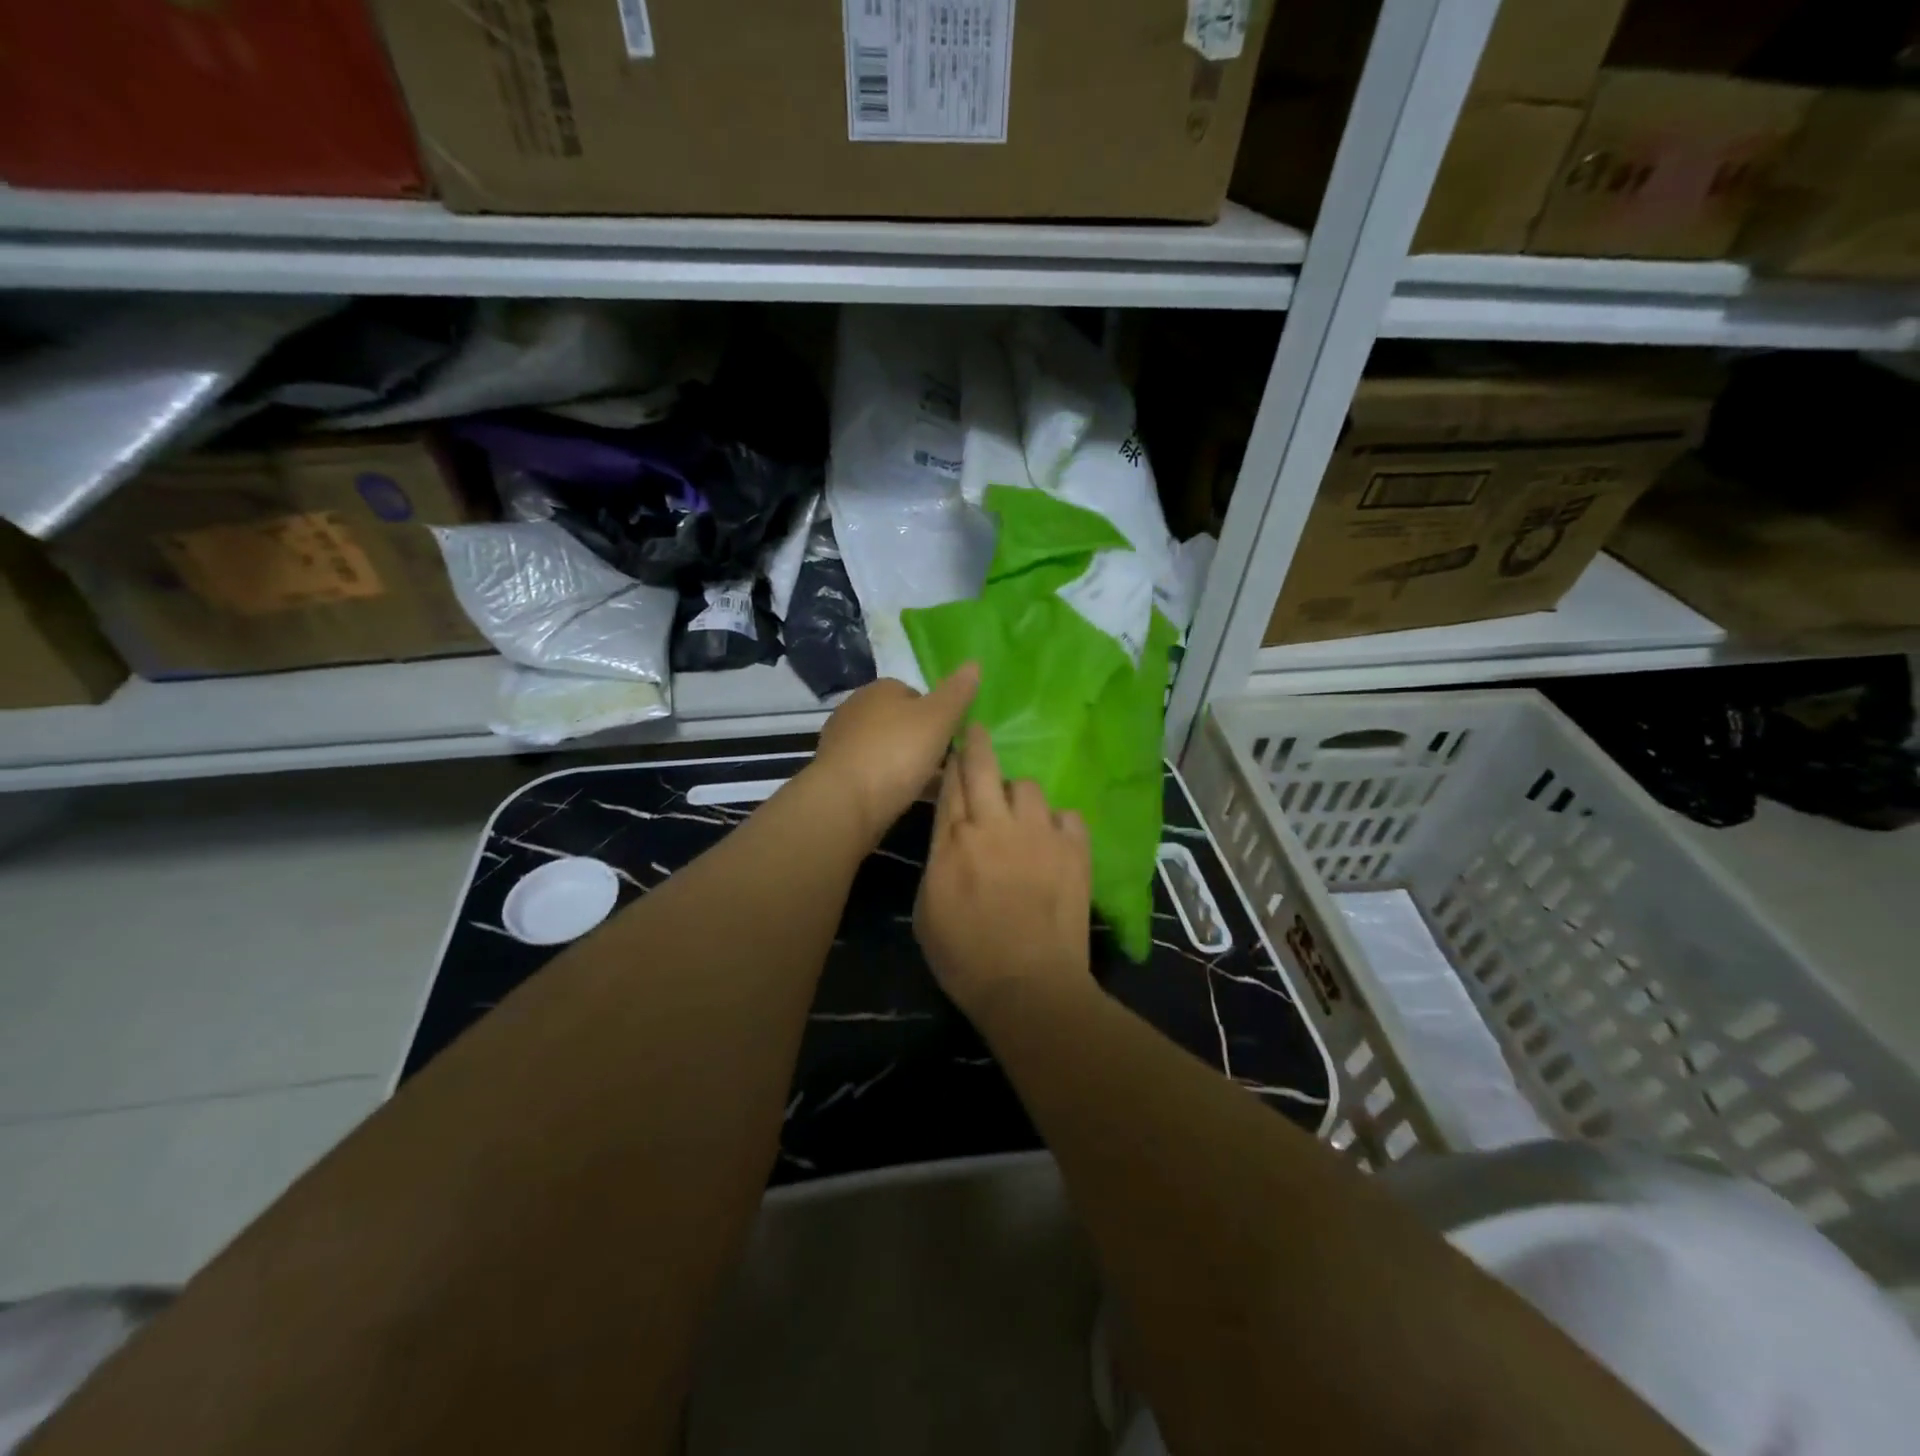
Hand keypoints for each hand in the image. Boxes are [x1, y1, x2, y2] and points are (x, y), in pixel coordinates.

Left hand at [810, 665, 980, 842]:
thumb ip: (957, 693)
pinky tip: (906, 798)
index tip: (952, 737)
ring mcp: (843, 743)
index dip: (938, 714)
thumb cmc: (896, 753)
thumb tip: (974, 663)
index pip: (916, 693)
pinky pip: (873, 773)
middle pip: (901, 722)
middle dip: (922, 740)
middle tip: (945, 763)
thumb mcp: (938, 719)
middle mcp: (856, 709)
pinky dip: (890, 782)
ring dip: (907, 764)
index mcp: (879, 689)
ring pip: (887, 749)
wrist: (845, 802)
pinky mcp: (837, 774)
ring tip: (931, 785)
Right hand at [914, 723, 1093, 1020]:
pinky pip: (1067, 815)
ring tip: (1020, 817)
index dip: (951, 761)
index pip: (950, 784)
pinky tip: (1053, 840)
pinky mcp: (1074, 849)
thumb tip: (951, 835)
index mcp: (953, 841)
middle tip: (977, 732)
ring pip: (1027, 787)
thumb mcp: (927, 910)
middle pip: (983, 767)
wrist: (1028, 984)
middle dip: (977, 744)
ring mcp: (1038, 833)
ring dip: (1018, 796)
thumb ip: (939, 860)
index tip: (953, 747)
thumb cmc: (965, 957)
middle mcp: (994, 825)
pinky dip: (1057, 823)